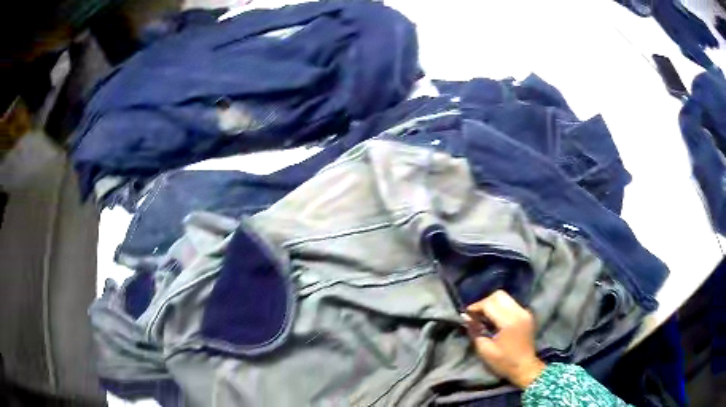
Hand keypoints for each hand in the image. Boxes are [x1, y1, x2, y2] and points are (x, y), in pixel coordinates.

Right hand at [462, 290, 545, 388]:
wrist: (525, 368)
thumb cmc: (504, 362)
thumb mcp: (485, 350)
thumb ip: (475, 331)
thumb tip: (466, 317)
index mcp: (509, 322)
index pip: (490, 304)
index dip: (476, 307)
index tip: (466, 314)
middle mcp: (519, 312)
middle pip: (499, 295)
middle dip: (484, 302)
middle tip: (475, 315)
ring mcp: (525, 312)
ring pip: (505, 298)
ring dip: (493, 304)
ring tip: (484, 317)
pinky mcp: (527, 315)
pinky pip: (511, 304)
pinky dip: (501, 307)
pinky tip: (495, 319)